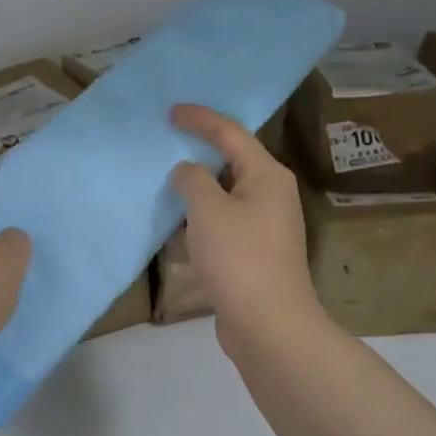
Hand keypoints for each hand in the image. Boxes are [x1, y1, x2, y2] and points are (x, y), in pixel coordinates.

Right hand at [169, 104, 325, 353]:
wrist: (268, 324)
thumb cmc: (239, 257)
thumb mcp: (208, 210)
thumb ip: (192, 180)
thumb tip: (187, 172)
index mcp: (267, 175)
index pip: (230, 133)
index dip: (200, 119)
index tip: (170, 111)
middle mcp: (271, 195)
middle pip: (232, 161)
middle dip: (199, 151)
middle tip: (167, 140)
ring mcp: (264, 226)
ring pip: (225, 194)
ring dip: (197, 187)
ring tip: (164, 179)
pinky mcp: (253, 253)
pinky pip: (222, 221)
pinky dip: (199, 217)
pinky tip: (175, 222)